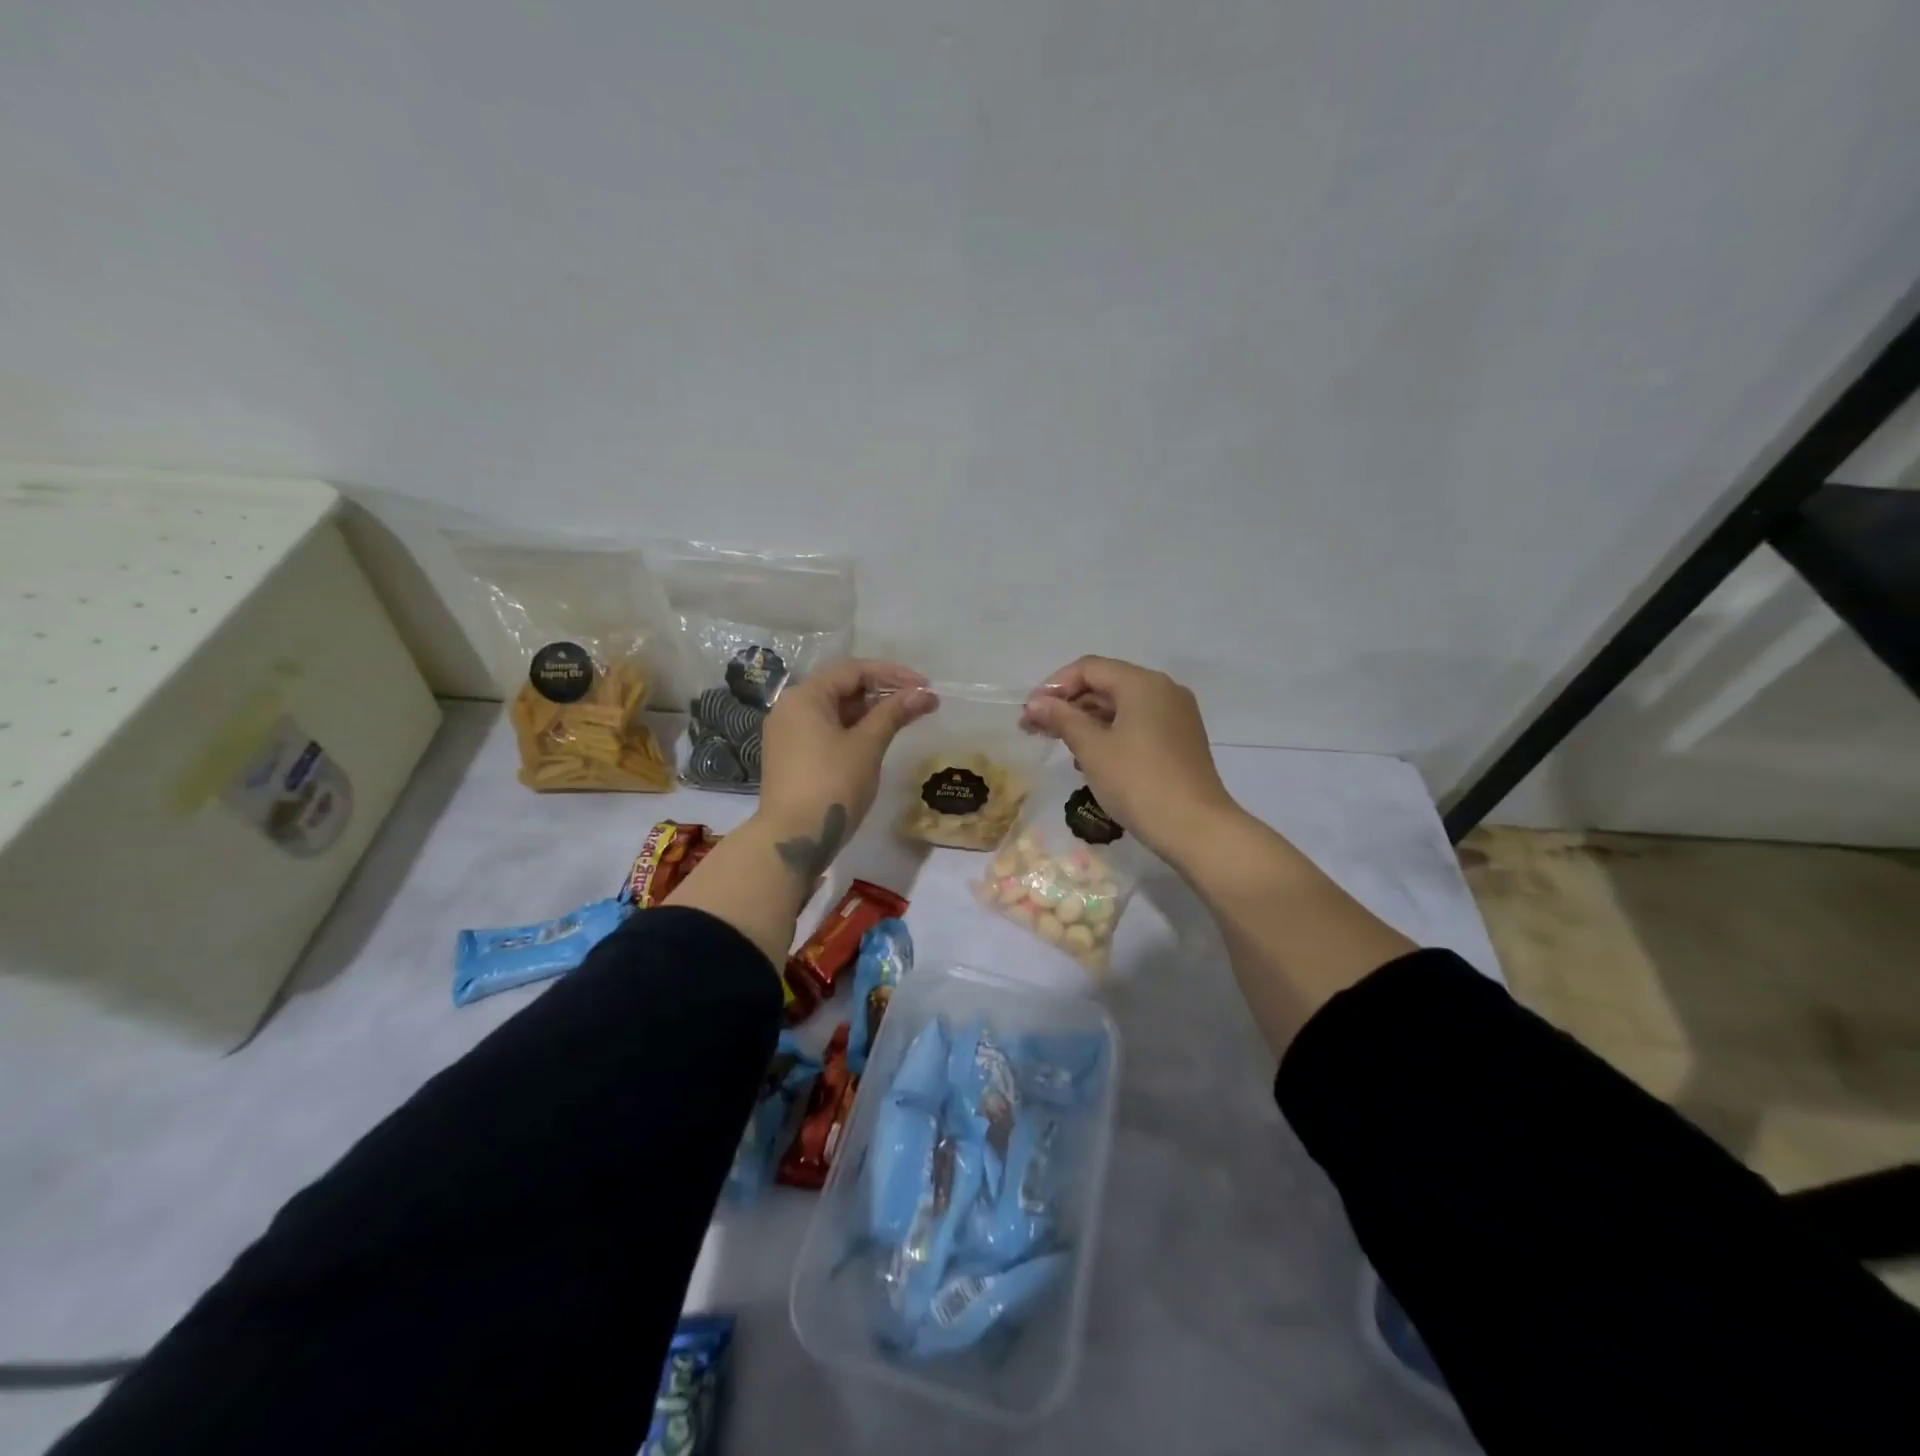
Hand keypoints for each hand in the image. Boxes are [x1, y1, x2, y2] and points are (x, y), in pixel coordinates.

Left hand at [755, 660, 934, 877]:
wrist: (793, 839)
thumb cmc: (832, 784)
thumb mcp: (867, 745)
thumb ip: (894, 713)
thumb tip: (924, 693)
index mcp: (805, 696)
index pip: (853, 670)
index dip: (893, 674)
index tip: (925, 686)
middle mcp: (791, 708)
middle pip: (843, 688)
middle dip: (884, 692)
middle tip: (920, 703)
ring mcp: (789, 734)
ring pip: (836, 711)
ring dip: (871, 712)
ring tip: (906, 719)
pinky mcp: (793, 757)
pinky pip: (828, 731)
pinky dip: (855, 730)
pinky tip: (879, 739)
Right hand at [1022, 656, 1239, 861]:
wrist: (1196, 829)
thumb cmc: (1138, 782)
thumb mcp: (1092, 749)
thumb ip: (1061, 719)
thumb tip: (1034, 704)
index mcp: (1142, 684)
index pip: (1089, 668)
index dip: (1054, 686)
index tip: (1030, 714)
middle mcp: (1164, 690)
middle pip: (1106, 684)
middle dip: (1069, 704)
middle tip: (1036, 730)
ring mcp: (1176, 716)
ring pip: (1122, 706)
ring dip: (1087, 720)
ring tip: (1061, 746)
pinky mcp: (1181, 740)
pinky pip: (1138, 724)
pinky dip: (1111, 733)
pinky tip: (1092, 759)